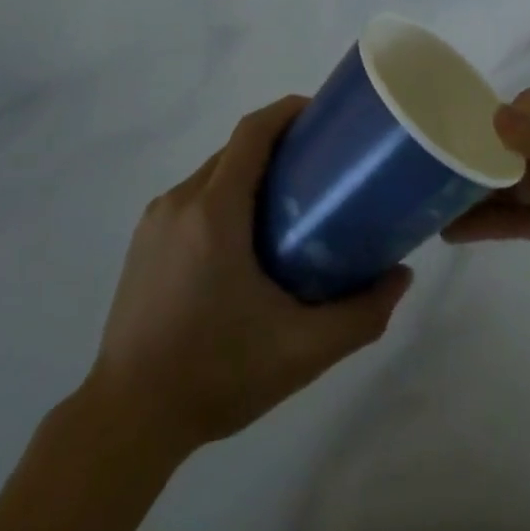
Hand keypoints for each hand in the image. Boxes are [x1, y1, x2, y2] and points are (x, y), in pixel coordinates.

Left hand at [87, 96, 412, 455]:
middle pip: (235, 150)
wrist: (128, 418)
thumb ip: (360, 314)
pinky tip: (246, 241)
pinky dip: (224, 198)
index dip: (288, 112)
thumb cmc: (217, 374)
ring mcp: (155, 220)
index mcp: (214, 211)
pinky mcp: (143, 242)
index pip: (252, 132)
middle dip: (277, 145)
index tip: (323, 116)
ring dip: (249, 174)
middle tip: (320, 169)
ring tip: (290, 205)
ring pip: (212, 173)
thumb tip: (402, 276)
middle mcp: (180, 201)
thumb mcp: (302, 350)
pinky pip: (192, 199)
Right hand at [443, 88, 529, 371]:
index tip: (478, 152)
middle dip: (486, 157)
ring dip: (482, 191)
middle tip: (442, 179)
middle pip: (524, 140)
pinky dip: (494, 221)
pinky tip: (454, 231)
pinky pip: (525, 216)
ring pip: (518, 180)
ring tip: (432, 204)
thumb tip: (497, 112)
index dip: (507, 122)